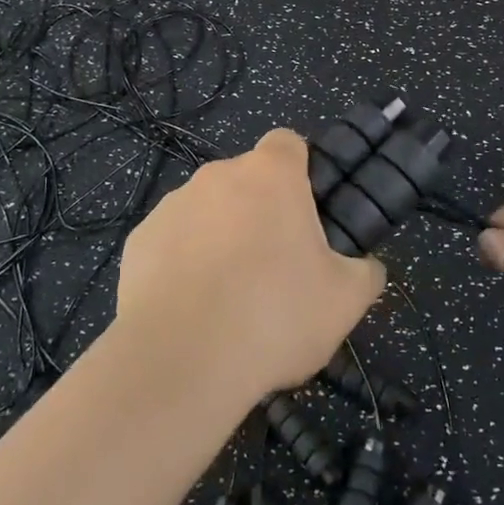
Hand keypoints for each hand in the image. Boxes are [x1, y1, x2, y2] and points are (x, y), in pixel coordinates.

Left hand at [116, 129, 384, 407]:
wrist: (180, 361)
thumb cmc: (274, 316)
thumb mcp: (345, 301)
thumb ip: (365, 272)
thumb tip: (365, 268)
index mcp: (270, 175)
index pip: (288, 143)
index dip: (301, 171)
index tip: (307, 212)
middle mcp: (217, 176)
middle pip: (246, 181)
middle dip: (261, 212)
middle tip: (277, 266)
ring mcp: (172, 206)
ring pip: (208, 211)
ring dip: (221, 237)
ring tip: (230, 297)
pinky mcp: (138, 241)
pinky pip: (172, 242)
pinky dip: (183, 264)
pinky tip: (191, 309)